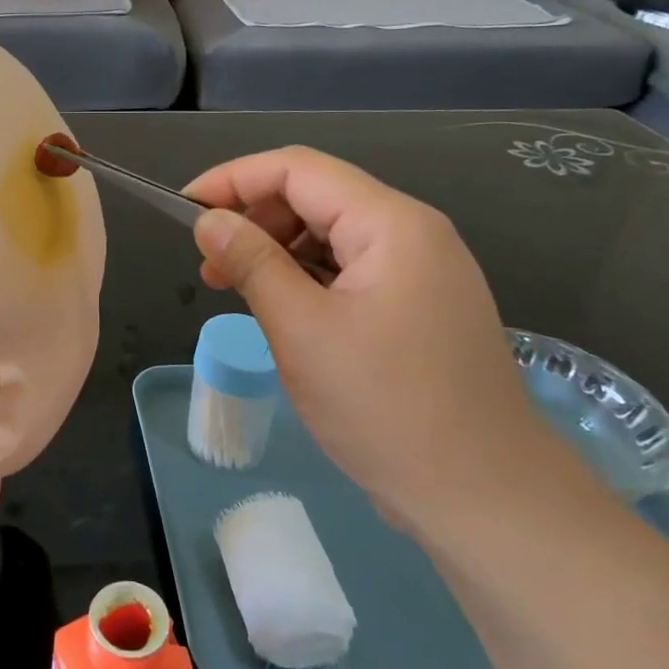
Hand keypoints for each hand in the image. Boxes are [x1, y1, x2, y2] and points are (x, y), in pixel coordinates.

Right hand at [185, 147, 580, 531]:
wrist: (484, 498)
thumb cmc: (386, 408)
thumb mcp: (303, 331)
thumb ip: (252, 263)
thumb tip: (208, 219)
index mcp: (391, 224)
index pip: (298, 169)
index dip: (233, 179)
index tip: (183, 208)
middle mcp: (411, 233)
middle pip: (316, 197)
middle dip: (253, 218)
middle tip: (208, 265)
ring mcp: (420, 271)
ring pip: (330, 235)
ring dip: (276, 251)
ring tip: (234, 289)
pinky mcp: (417, 306)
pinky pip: (349, 271)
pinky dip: (305, 279)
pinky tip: (279, 310)